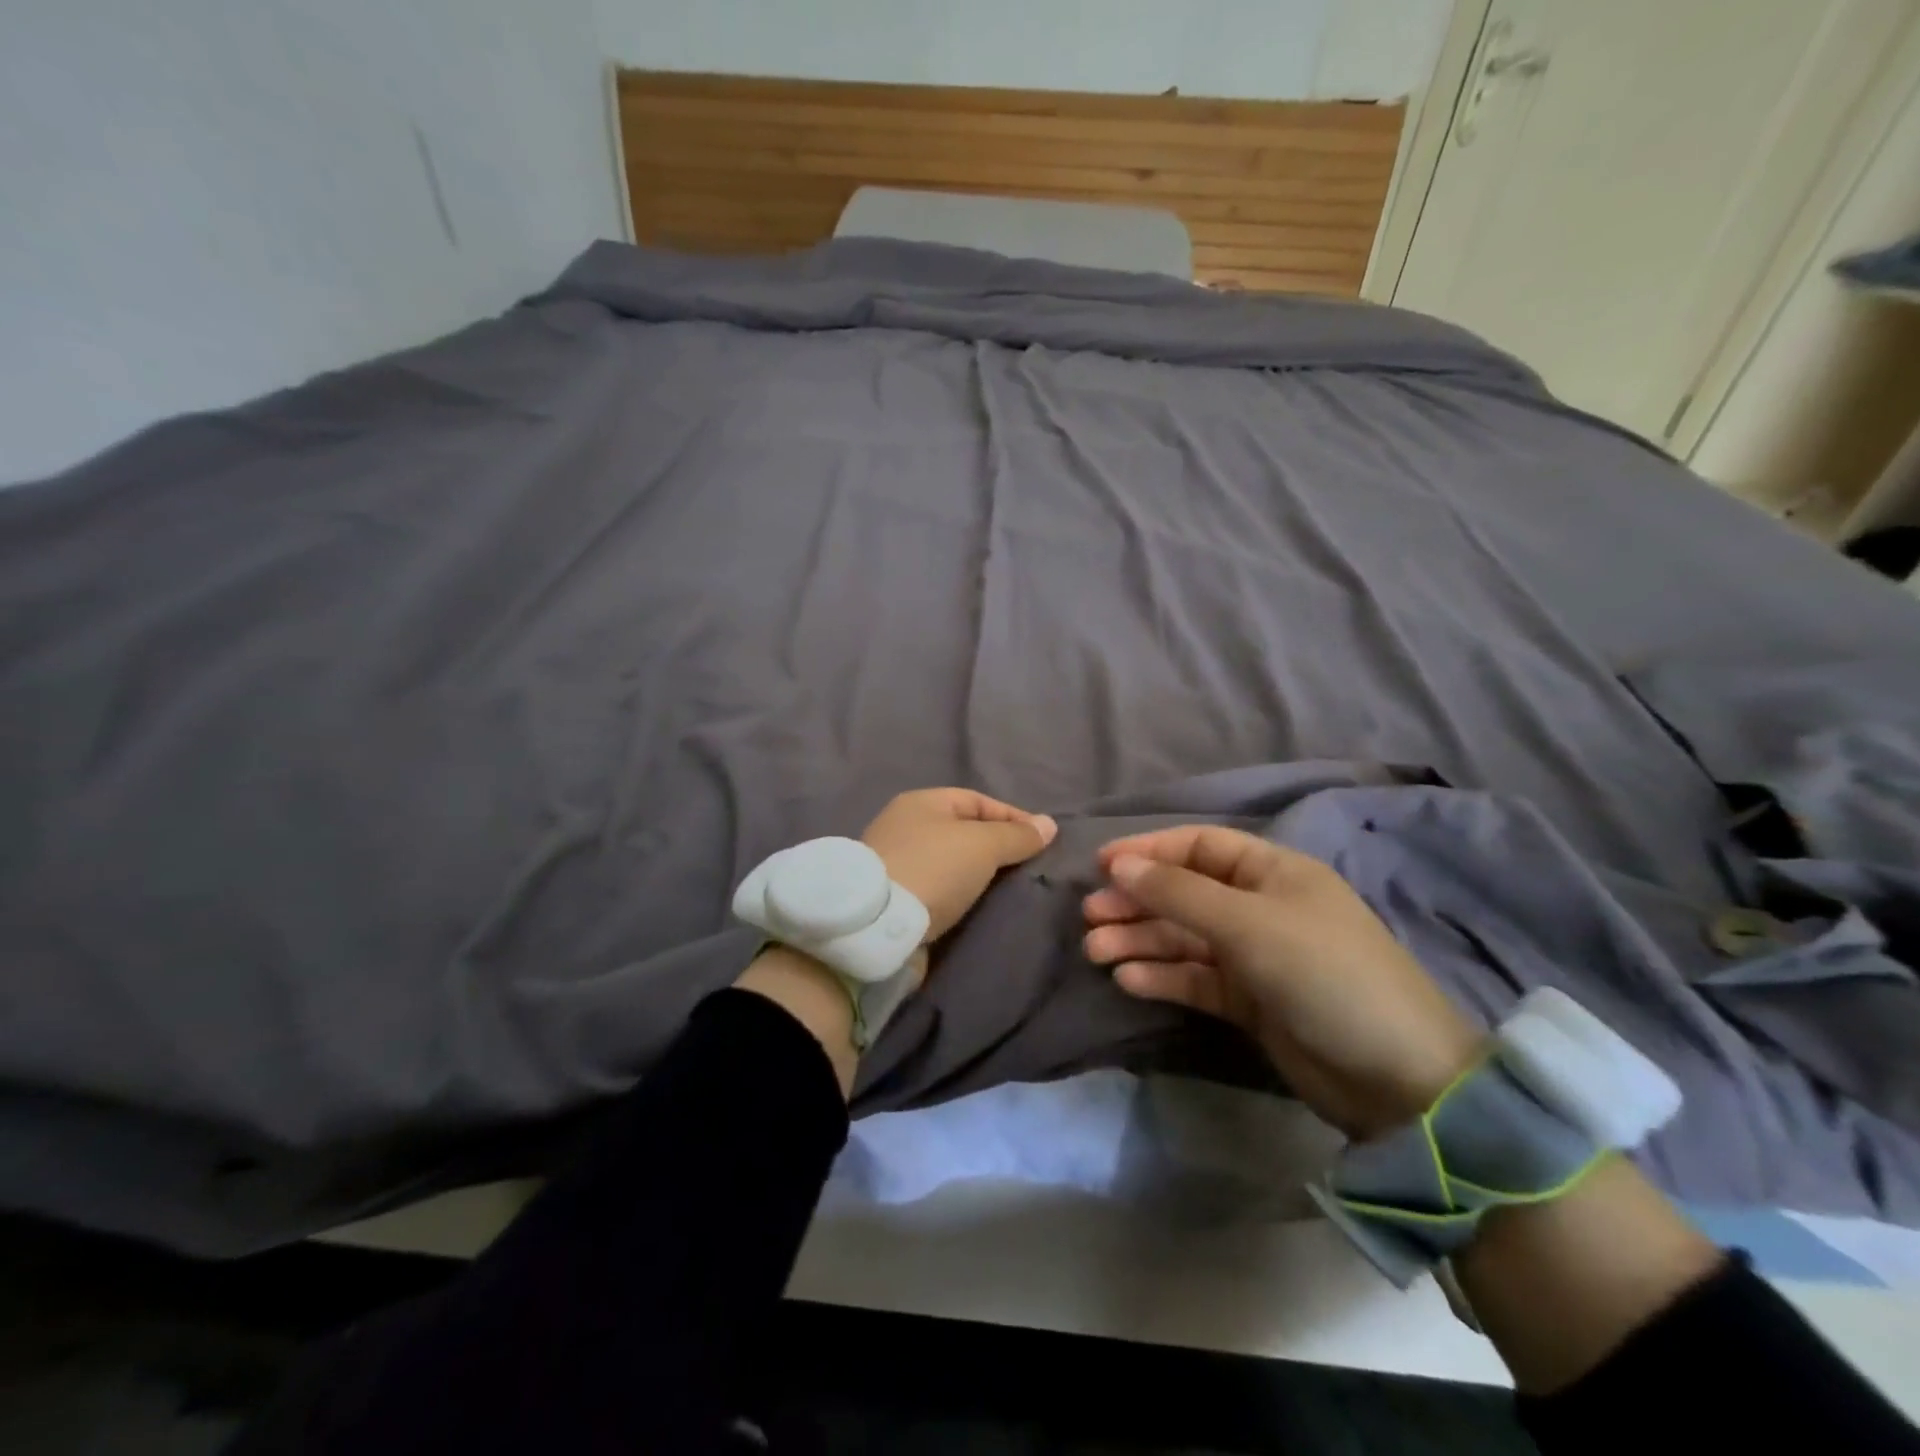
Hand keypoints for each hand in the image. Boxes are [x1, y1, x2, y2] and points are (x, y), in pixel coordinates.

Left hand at [862, 788, 1057, 941]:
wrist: (876, 925)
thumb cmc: (932, 869)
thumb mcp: (982, 845)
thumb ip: (1016, 835)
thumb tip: (1048, 824)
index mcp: (922, 802)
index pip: (977, 801)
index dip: (1013, 817)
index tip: (1042, 842)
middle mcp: (905, 826)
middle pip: (962, 832)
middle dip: (996, 848)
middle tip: (1029, 868)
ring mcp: (896, 862)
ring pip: (950, 862)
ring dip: (977, 875)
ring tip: (1009, 891)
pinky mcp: (893, 897)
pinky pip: (937, 888)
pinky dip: (959, 895)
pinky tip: (978, 907)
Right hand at [1083, 825, 1483, 1138]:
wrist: (1397, 1078)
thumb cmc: (1323, 973)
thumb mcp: (1248, 924)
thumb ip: (1178, 893)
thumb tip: (1118, 864)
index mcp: (1272, 871)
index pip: (1198, 847)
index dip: (1148, 850)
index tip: (1100, 864)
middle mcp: (1260, 906)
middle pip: (1183, 893)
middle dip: (1136, 902)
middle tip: (1090, 918)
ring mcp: (1255, 956)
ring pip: (1184, 938)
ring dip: (1140, 941)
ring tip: (1096, 952)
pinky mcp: (1250, 1001)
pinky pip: (1195, 978)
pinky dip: (1163, 977)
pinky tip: (1129, 981)